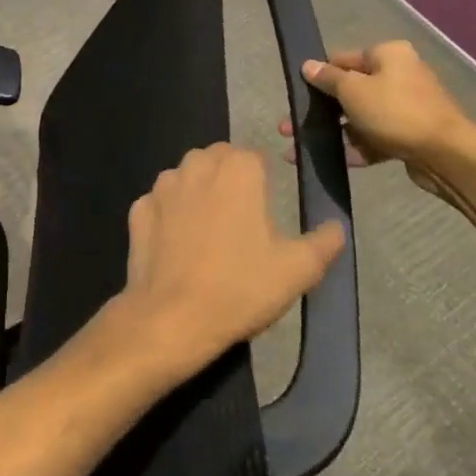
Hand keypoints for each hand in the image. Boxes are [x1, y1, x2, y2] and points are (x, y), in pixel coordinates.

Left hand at [116, 143, 345, 379]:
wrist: (173, 318)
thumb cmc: (240, 287)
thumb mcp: (298, 270)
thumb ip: (323, 242)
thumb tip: (337, 226)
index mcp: (238, 169)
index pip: (255, 157)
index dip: (263, 181)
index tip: (267, 210)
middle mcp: (197, 165)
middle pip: (218, 160)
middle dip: (229, 181)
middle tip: (241, 222)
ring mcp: (162, 186)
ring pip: (186, 177)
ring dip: (198, 194)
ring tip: (210, 234)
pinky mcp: (138, 209)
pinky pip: (160, 204)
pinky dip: (169, 217)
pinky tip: (179, 247)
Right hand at [277, 41, 473, 168]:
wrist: (447, 155)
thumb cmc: (395, 111)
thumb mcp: (353, 90)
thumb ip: (328, 78)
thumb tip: (308, 65)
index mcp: (388, 55)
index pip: (343, 59)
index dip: (318, 76)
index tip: (297, 94)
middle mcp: (399, 75)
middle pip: (350, 91)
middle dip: (319, 112)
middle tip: (289, 128)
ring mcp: (406, 107)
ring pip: (360, 118)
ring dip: (333, 133)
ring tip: (300, 150)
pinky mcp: (409, 135)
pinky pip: (375, 138)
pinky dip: (357, 148)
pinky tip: (336, 161)